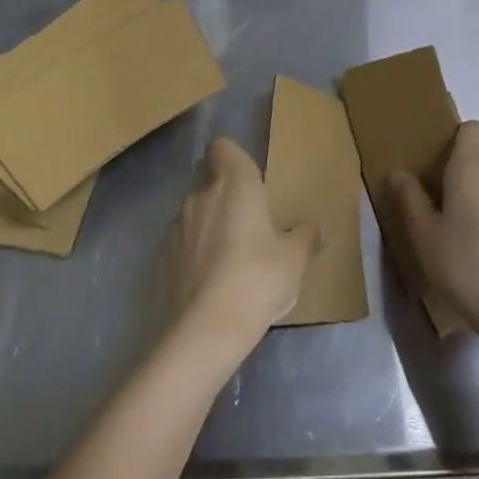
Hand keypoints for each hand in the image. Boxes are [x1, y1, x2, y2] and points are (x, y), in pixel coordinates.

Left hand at [168, 139, 316, 369]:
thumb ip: (304, 238)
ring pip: (196, 215)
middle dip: (226, 200)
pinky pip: (182, 246)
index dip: (234, 159)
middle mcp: (200, 195)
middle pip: (211, 183)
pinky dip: (194, 256)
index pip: (223, 147)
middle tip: (250, 229)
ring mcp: (176, 226)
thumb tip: (317, 228)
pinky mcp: (161, 258)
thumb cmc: (257, 280)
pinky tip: (210, 286)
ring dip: (210, 229)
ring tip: (230, 263)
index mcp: (234, 184)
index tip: (250, 182)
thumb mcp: (293, 261)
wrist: (204, 330)